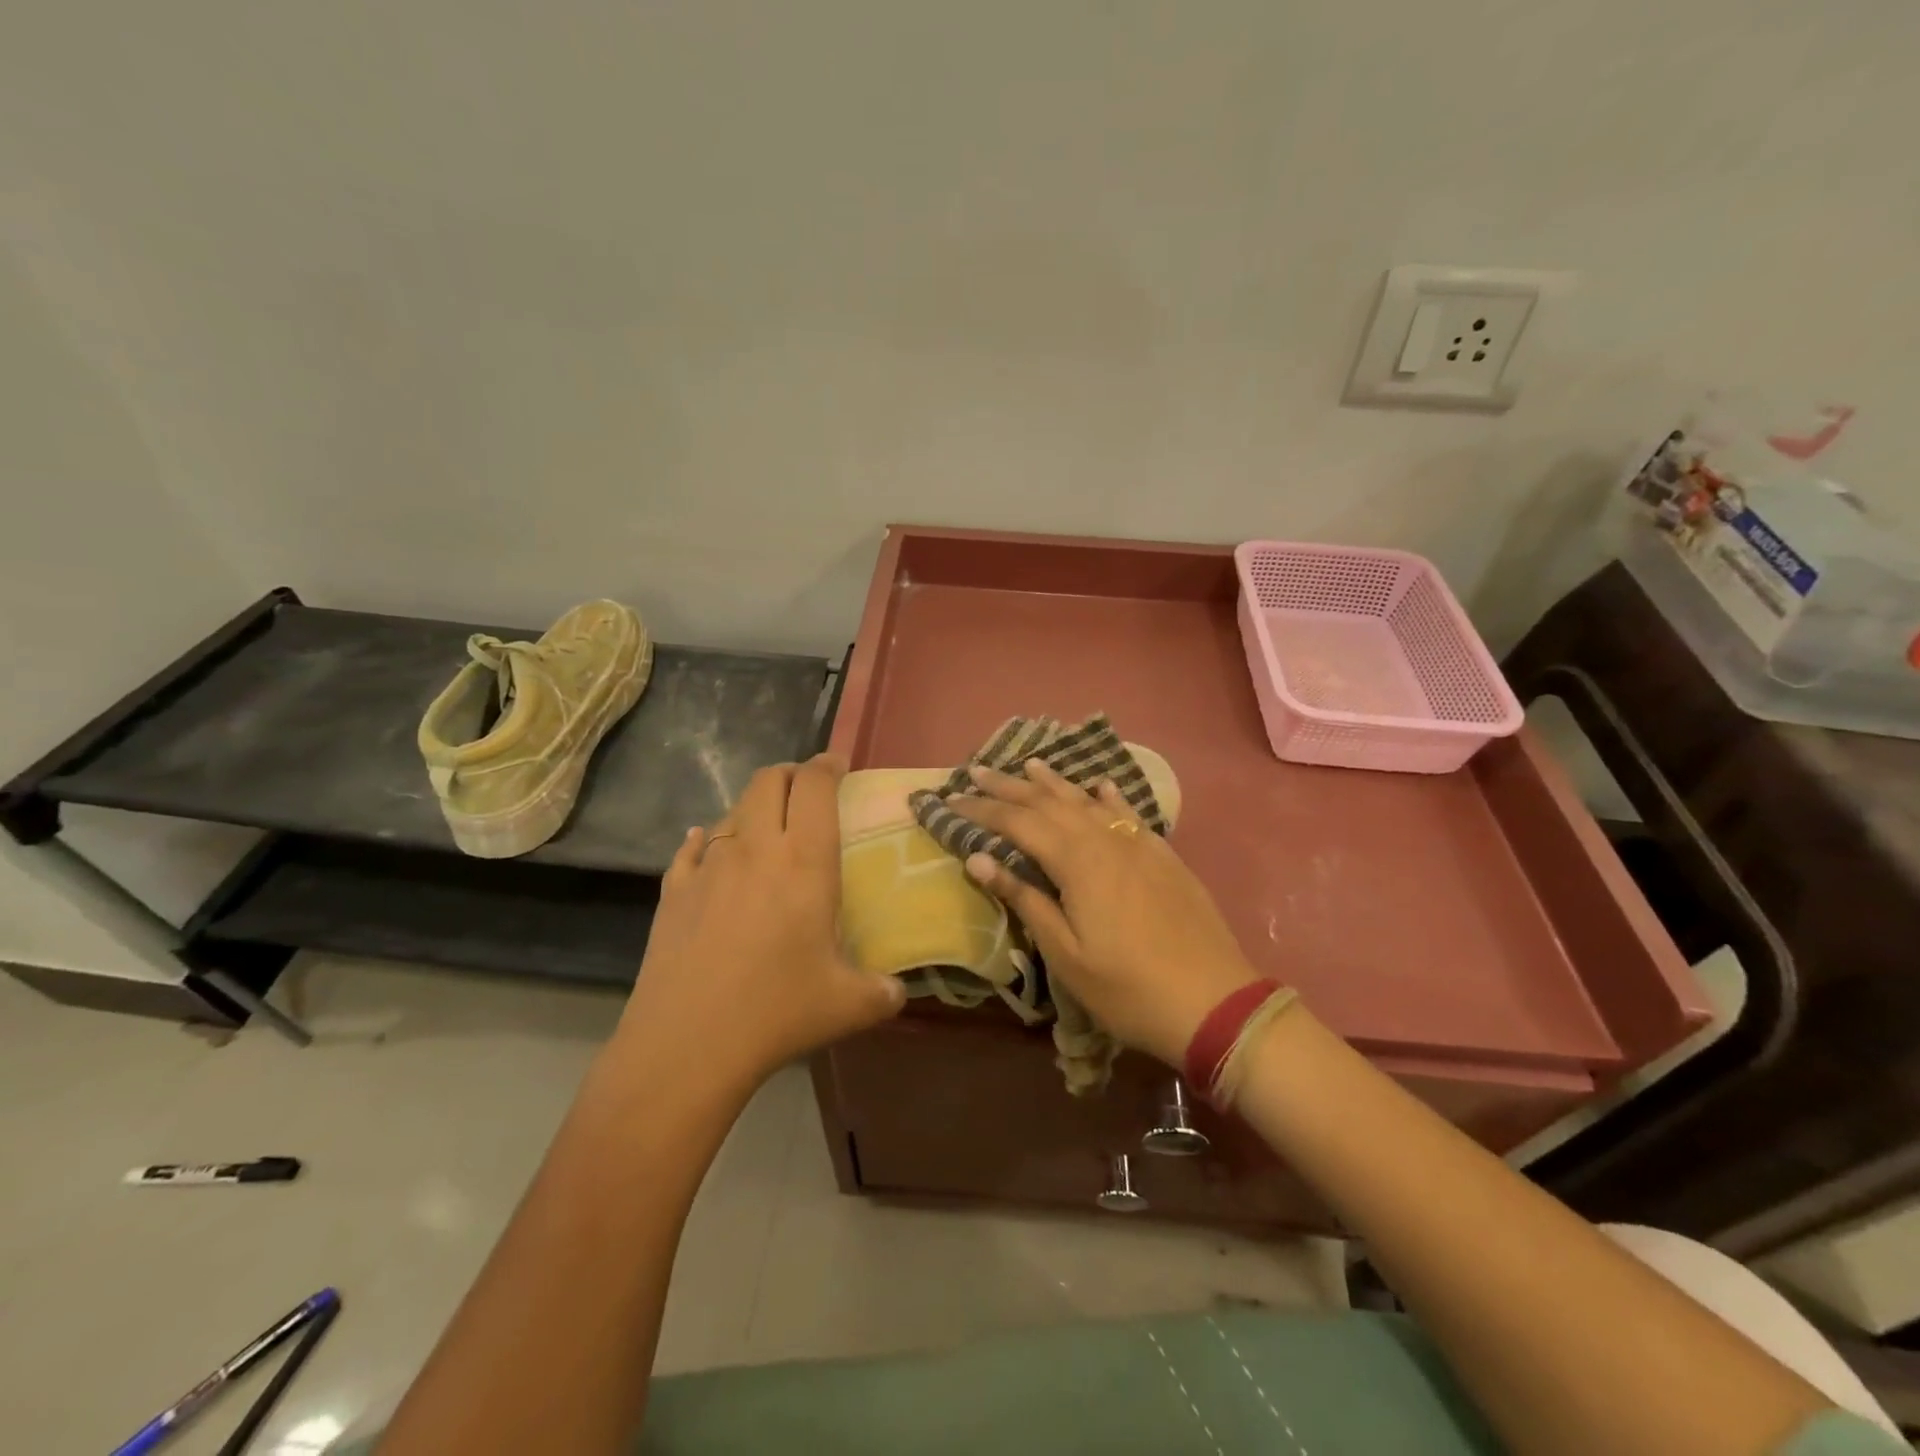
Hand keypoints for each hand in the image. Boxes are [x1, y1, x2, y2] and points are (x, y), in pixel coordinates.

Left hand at [612, 754, 904, 1094]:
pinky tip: (709, 851)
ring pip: (732, 811)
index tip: (839, 766)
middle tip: (807, 791)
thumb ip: (883, 991)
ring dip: (754, 808)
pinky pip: (692, 848)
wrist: (686, 1044)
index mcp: (804, 860)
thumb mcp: (848, 1004)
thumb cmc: (776, 1011)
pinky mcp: (673, 890)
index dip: (828, 765)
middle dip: (791, 774)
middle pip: (768, 780)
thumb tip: (900, 992)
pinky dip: (708, 840)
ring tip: (768, 831)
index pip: (814, 785)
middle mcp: (755, 848)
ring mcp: (708, 865)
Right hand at [952, 760, 1263, 1067]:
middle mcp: (1105, 840)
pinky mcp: (1163, 855)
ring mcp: (1138, 844)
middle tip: (976, 770)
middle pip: (1049, 803)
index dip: (983, 809)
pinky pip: (1128, 812)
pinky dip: (1108, 796)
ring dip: (1054, 782)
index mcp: (1077, 862)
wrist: (1213, 1001)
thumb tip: (978, 858)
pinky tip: (1100, 785)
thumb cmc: (1128, 988)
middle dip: (1009, 786)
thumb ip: (1024, 899)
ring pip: (1088, 801)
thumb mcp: (1065, 953)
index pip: (1018, 823)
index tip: (952, 798)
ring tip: (1028, 764)